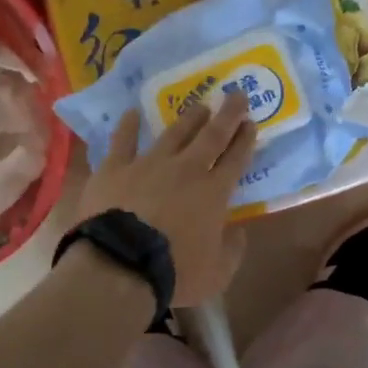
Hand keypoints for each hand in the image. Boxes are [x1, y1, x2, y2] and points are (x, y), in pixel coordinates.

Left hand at [76, 90, 258, 305]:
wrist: (120, 265)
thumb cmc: (174, 272)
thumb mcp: (217, 273)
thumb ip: (232, 250)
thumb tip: (237, 231)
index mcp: (214, 193)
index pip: (236, 159)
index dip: (245, 139)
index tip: (251, 122)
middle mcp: (186, 169)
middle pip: (211, 135)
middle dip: (227, 114)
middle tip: (236, 94)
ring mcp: (149, 164)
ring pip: (174, 133)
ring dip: (189, 118)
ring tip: (199, 105)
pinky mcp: (115, 168)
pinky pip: (123, 140)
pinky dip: (128, 126)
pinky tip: (131, 113)